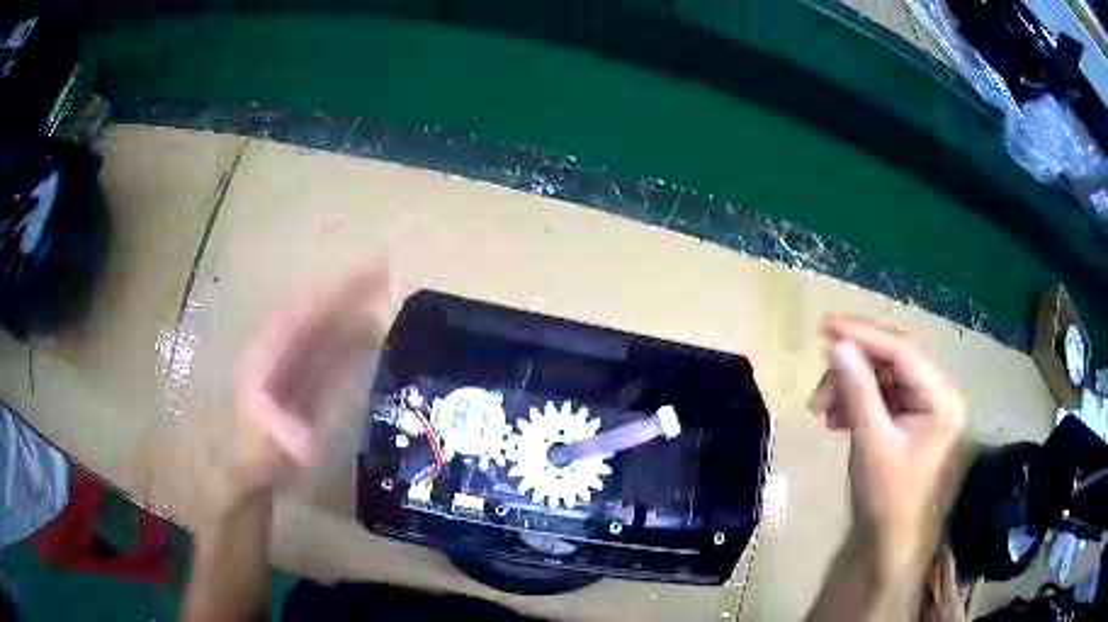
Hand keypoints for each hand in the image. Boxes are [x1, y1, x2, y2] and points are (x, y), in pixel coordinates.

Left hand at [229, 260, 391, 492]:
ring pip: (328, 329)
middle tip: (384, 270)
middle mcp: (282, 352)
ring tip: (386, 295)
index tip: (357, 276)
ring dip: (355, 312)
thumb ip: (279, 445)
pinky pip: (334, 351)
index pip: (301, 314)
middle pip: (317, 313)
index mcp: (266, 357)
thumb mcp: (261, 452)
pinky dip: (354, 339)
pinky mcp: (311, 379)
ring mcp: (298, 364)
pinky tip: (375, 335)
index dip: (331, 292)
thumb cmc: (254, 457)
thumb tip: (305, 445)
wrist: (254, 471)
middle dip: (347, 291)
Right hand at [809, 317, 965, 574]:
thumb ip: (858, 391)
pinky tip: (835, 419)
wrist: (890, 544)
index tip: (825, 327)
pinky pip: (882, 399)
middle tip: (818, 391)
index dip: (863, 335)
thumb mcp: (872, 444)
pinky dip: (856, 404)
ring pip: (883, 380)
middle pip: (892, 363)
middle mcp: (937, 395)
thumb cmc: (888, 499)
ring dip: (850, 390)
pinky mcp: (910, 423)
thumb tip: (838, 346)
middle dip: (852, 371)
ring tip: (822, 412)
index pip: (902, 351)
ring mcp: (924, 409)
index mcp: (941, 398)